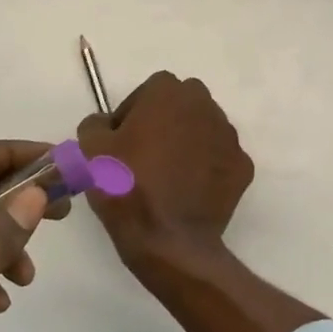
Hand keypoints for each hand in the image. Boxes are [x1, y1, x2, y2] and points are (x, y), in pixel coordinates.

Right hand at [78, 72, 253, 277]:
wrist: (167, 239)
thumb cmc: (126, 186)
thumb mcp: (90, 149)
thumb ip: (95, 123)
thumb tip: (106, 124)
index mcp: (169, 92)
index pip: (148, 92)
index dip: (132, 115)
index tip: (122, 142)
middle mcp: (205, 105)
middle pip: (181, 107)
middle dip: (165, 123)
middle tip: (144, 156)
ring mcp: (229, 136)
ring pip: (204, 131)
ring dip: (188, 144)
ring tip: (167, 177)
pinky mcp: (243, 166)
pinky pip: (219, 160)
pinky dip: (207, 170)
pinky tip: (189, 192)